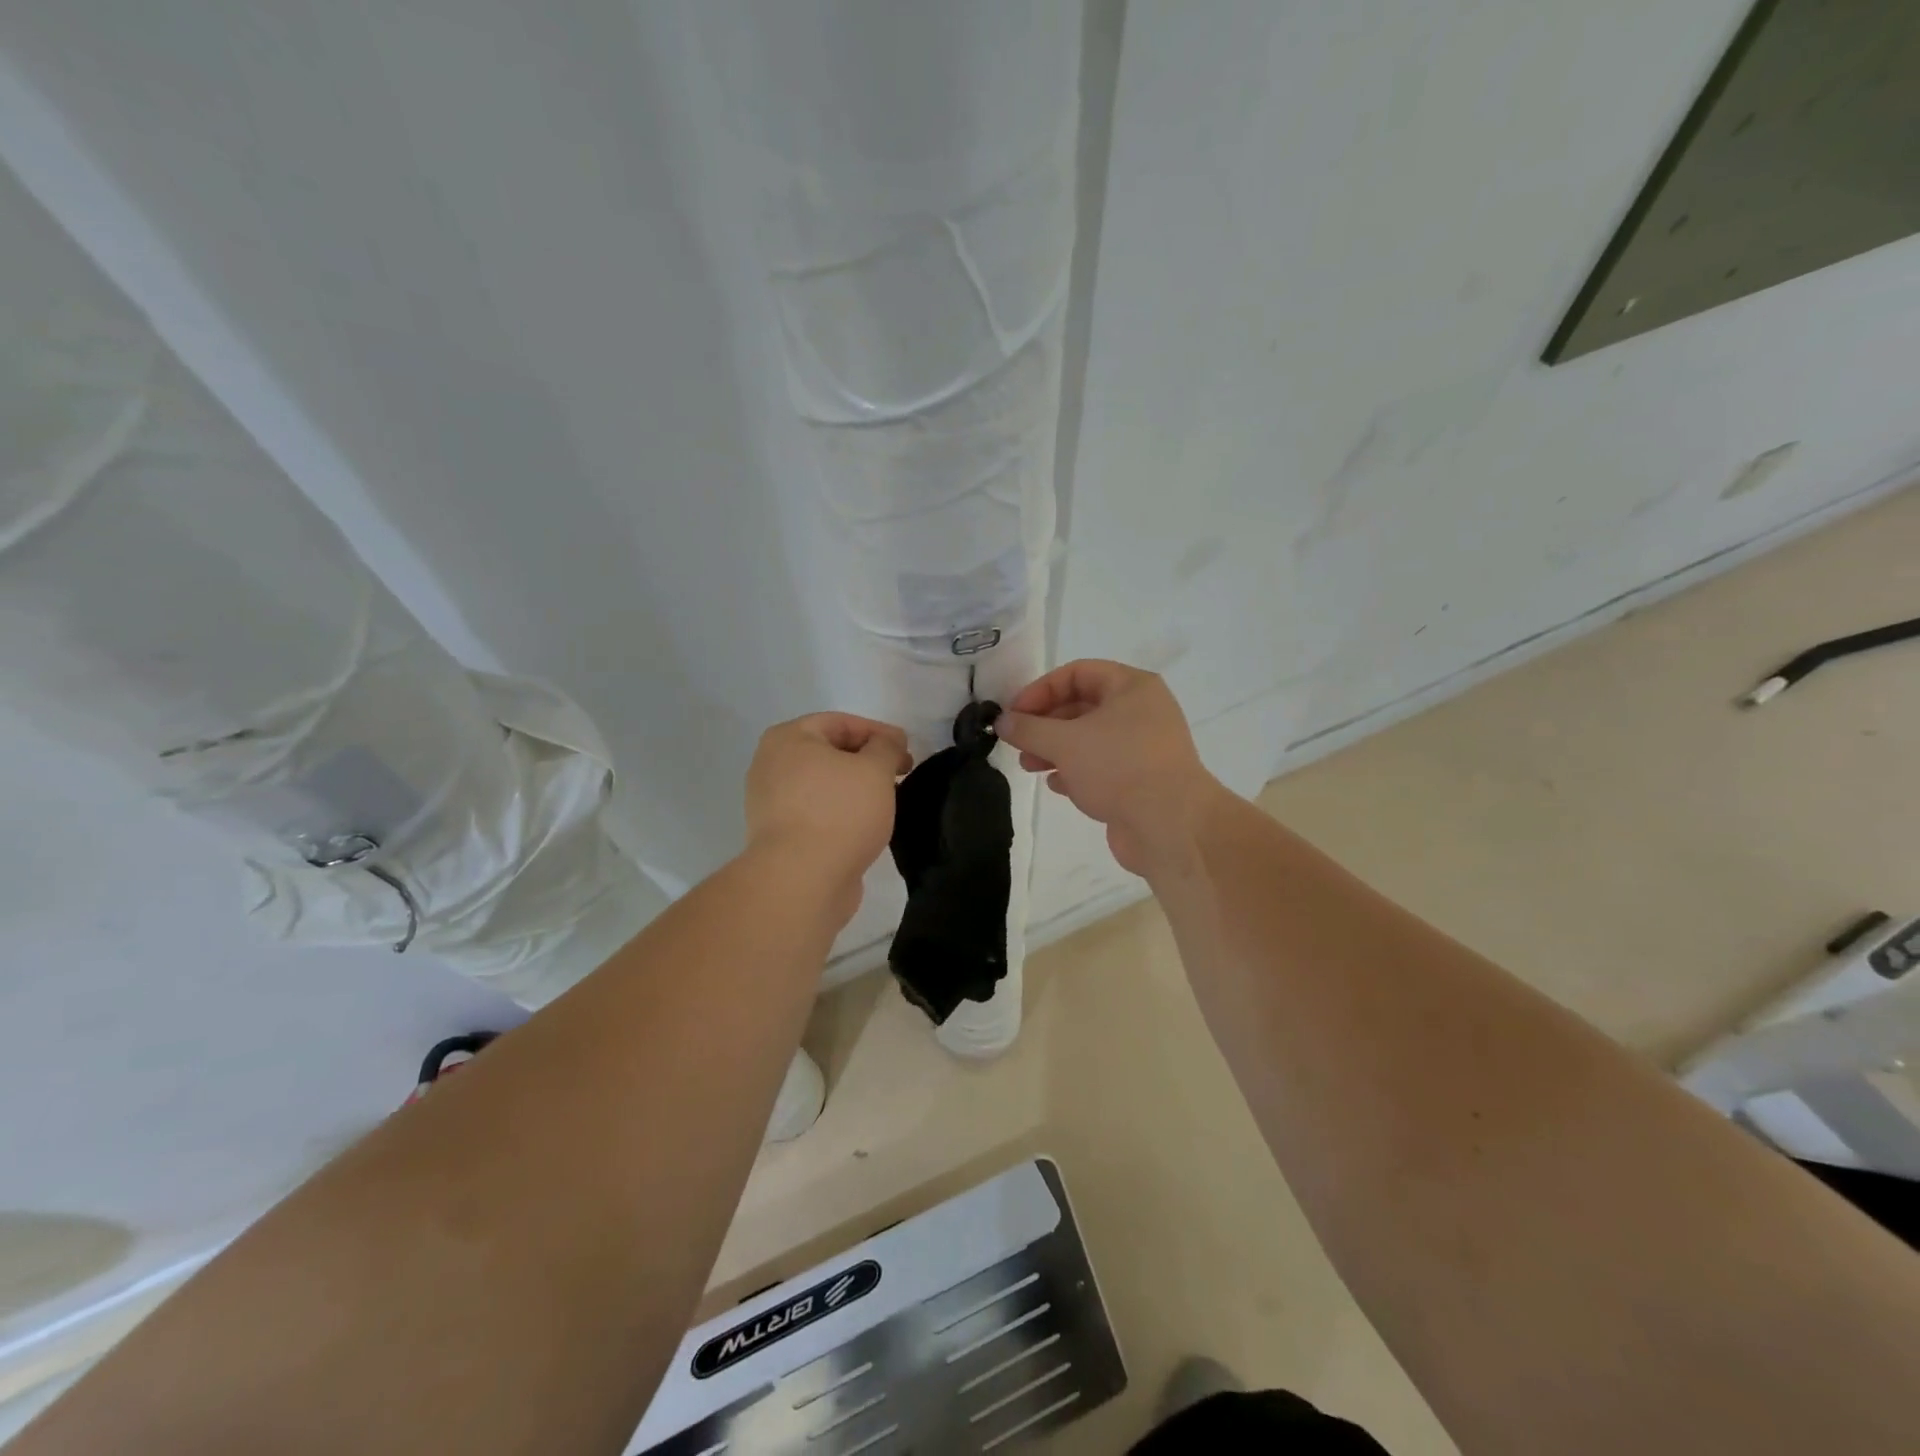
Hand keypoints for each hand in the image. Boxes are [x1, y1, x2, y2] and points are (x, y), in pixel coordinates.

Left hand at [745, 713, 911, 910]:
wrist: (802, 881)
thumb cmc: (839, 812)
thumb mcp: (875, 769)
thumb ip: (886, 746)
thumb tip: (888, 741)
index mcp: (787, 739)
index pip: (840, 722)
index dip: (878, 732)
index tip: (907, 749)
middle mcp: (771, 765)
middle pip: (830, 753)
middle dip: (868, 760)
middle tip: (901, 774)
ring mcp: (771, 803)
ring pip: (824, 785)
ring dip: (856, 788)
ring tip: (888, 800)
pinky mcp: (780, 836)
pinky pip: (818, 813)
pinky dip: (842, 813)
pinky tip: (867, 825)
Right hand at [995, 661, 1224, 875]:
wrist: (1171, 826)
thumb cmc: (1119, 768)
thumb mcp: (1064, 742)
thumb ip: (1029, 728)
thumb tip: (1002, 721)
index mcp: (1132, 687)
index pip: (1077, 673)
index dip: (1041, 689)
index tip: (1014, 714)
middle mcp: (1142, 711)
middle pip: (1082, 706)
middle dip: (1045, 724)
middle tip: (1017, 742)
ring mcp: (1143, 747)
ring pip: (1089, 739)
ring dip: (1055, 749)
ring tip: (1029, 766)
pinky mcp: (1141, 780)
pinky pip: (1101, 766)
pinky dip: (1075, 771)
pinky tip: (1056, 786)